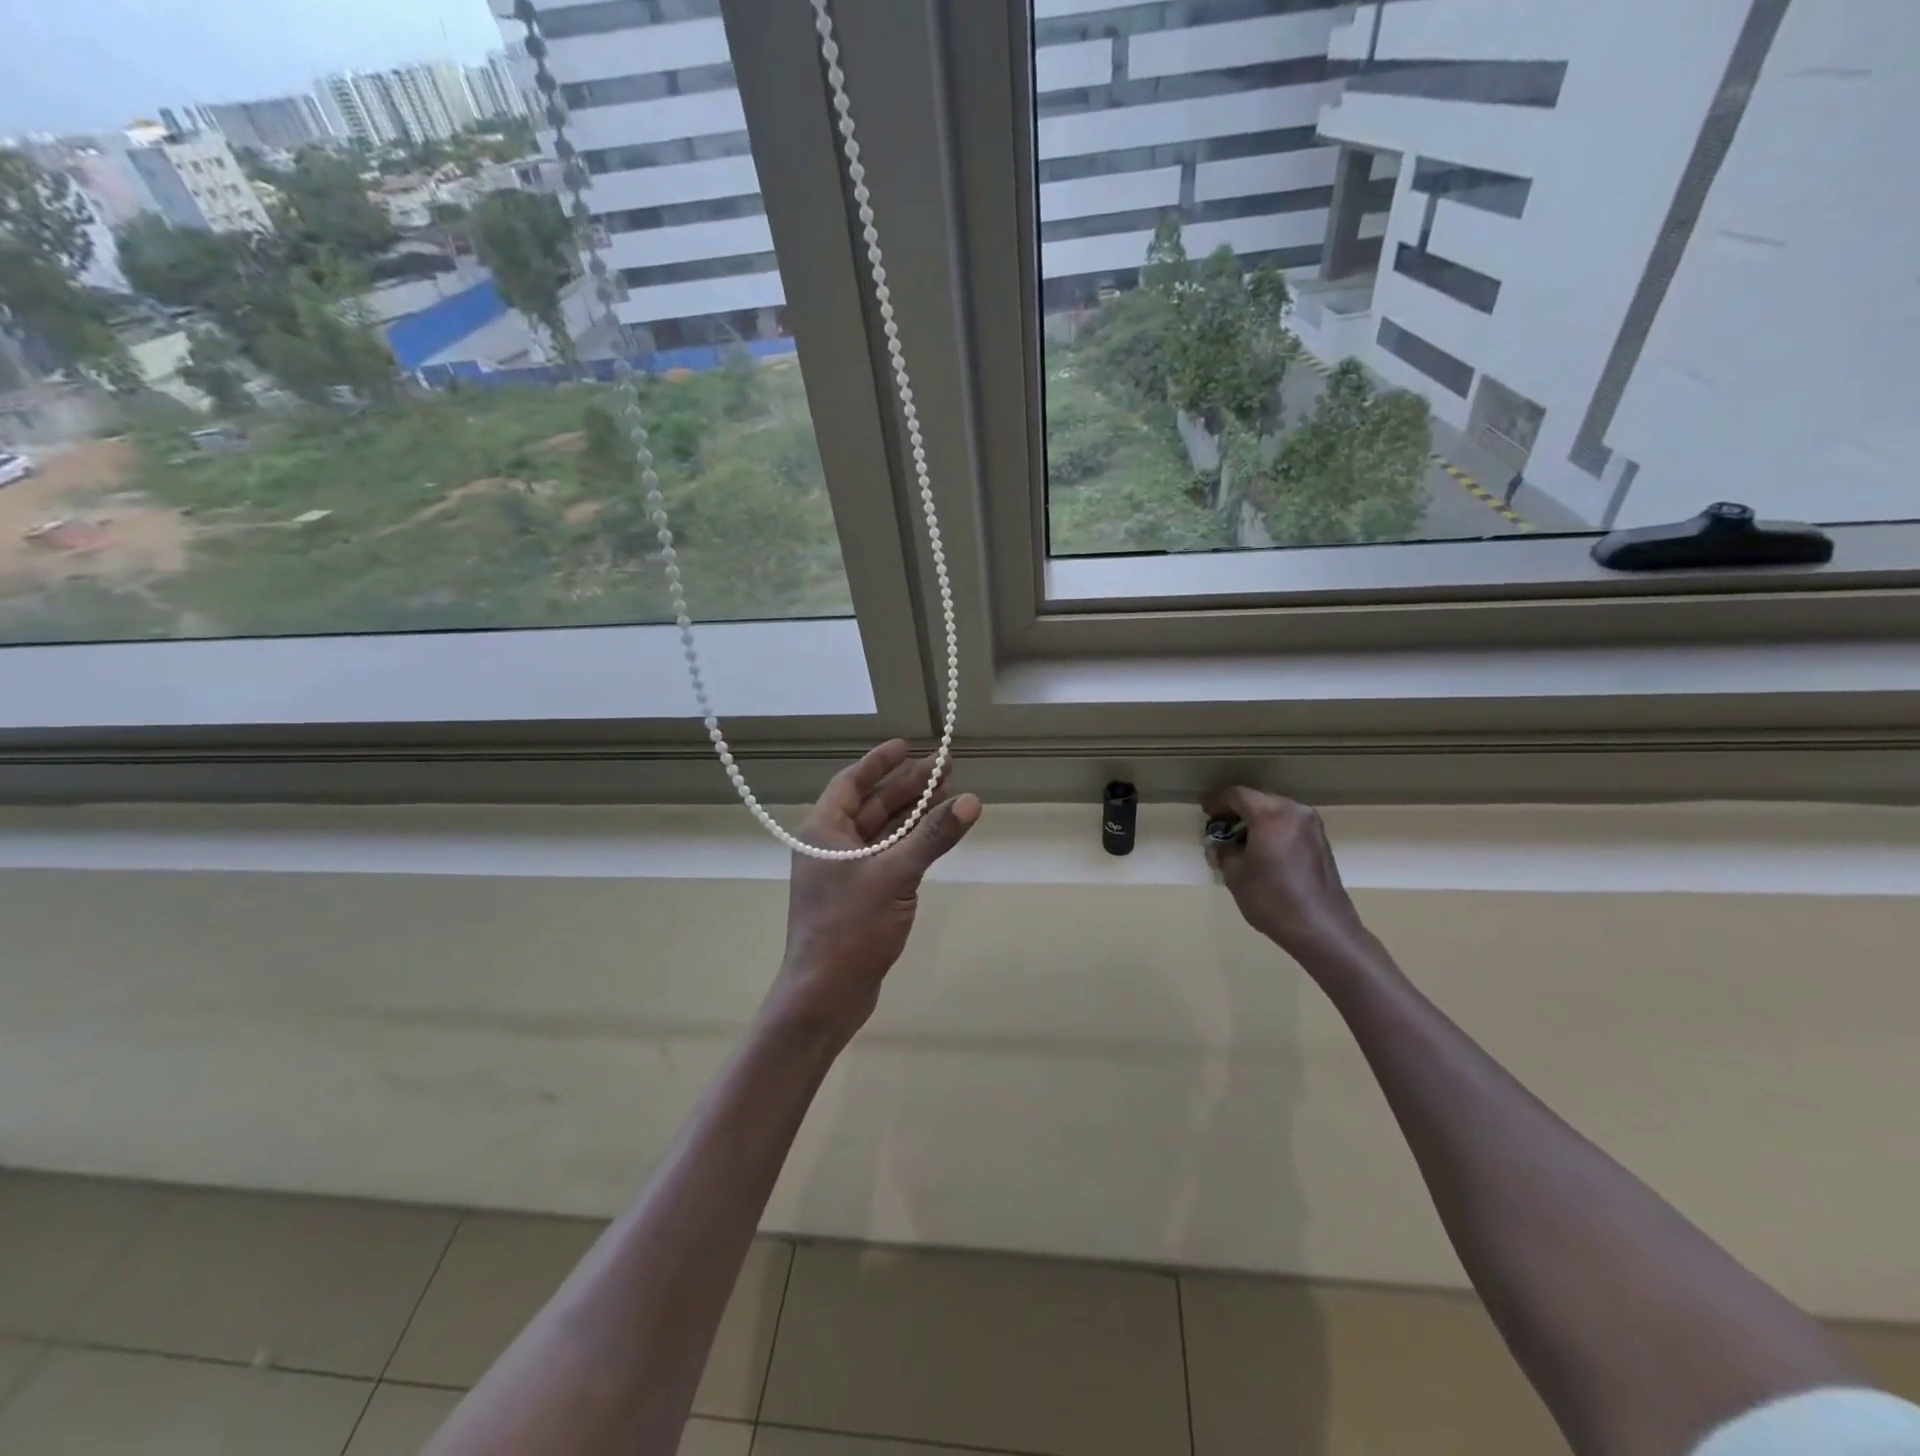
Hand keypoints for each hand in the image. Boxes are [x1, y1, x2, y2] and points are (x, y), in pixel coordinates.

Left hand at [771, 740, 981, 1038]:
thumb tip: (971, 801)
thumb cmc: (850, 927)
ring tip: (949, 794)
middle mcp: (831, 846)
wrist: (825, 994)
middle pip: (873, 804)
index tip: (908, 745)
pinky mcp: (861, 896)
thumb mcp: (895, 875)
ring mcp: (846, 872)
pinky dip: (911, 843)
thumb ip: (932, 837)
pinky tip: (936, 835)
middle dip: (908, 786)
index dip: (879, 762)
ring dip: (913, 814)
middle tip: (946, 768)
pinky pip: (888, 856)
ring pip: (883, 831)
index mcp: (824, 831)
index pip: (851, 782)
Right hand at [1203, 786, 1367, 965]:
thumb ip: (1223, 852)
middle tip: (1218, 827)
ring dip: (1255, 820)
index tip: (1204, 810)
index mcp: (1270, 815)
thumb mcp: (1235, 875)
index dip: (1216, 800)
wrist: (1322, 929)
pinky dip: (1272, 830)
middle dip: (1236, 811)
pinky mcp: (1321, 841)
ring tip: (1239, 840)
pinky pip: (1289, 824)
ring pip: (1275, 811)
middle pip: (1258, 800)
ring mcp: (1312, 826)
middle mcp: (1294, 812)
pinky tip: (1262, 850)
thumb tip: (1220, 845)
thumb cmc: (1272, 899)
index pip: (1237, 795)